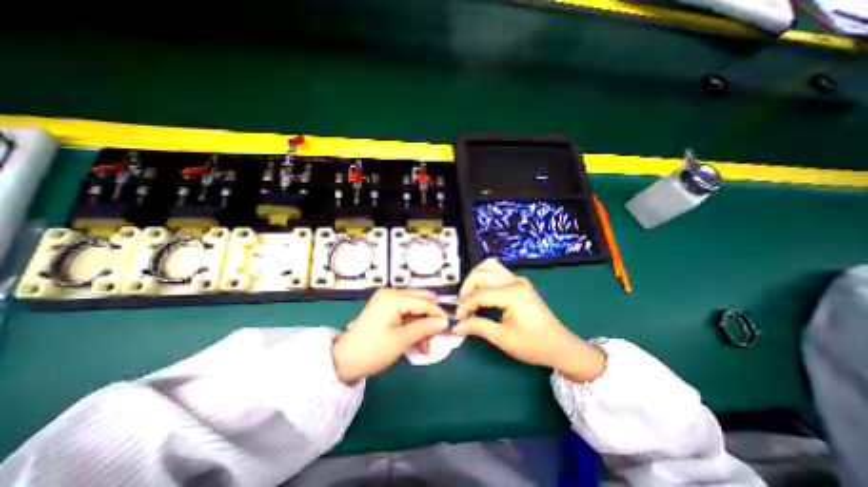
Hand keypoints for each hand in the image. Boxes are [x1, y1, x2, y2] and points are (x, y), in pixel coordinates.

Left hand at [328, 290, 442, 383]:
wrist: (344, 361)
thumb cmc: (372, 350)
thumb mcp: (402, 340)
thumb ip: (425, 327)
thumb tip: (444, 321)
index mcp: (393, 297)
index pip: (423, 301)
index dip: (438, 313)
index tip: (450, 326)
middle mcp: (391, 294)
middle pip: (420, 301)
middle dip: (431, 318)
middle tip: (439, 334)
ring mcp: (387, 300)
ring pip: (415, 308)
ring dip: (423, 325)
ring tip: (426, 346)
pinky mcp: (386, 309)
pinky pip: (406, 313)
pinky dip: (413, 326)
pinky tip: (417, 342)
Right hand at [451, 261, 605, 381]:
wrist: (560, 346)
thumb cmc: (534, 345)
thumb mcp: (503, 338)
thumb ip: (478, 327)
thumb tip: (456, 325)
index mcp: (513, 293)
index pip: (479, 293)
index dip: (464, 306)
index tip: (458, 319)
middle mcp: (515, 280)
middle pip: (481, 273)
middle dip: (467, 289)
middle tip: (464, 308)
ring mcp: (517, 280)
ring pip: (488, 267)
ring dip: (475, 281)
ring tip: (471, 299)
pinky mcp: (518, 283)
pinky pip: (495, 272)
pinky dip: (484, 280)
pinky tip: (481, 295)